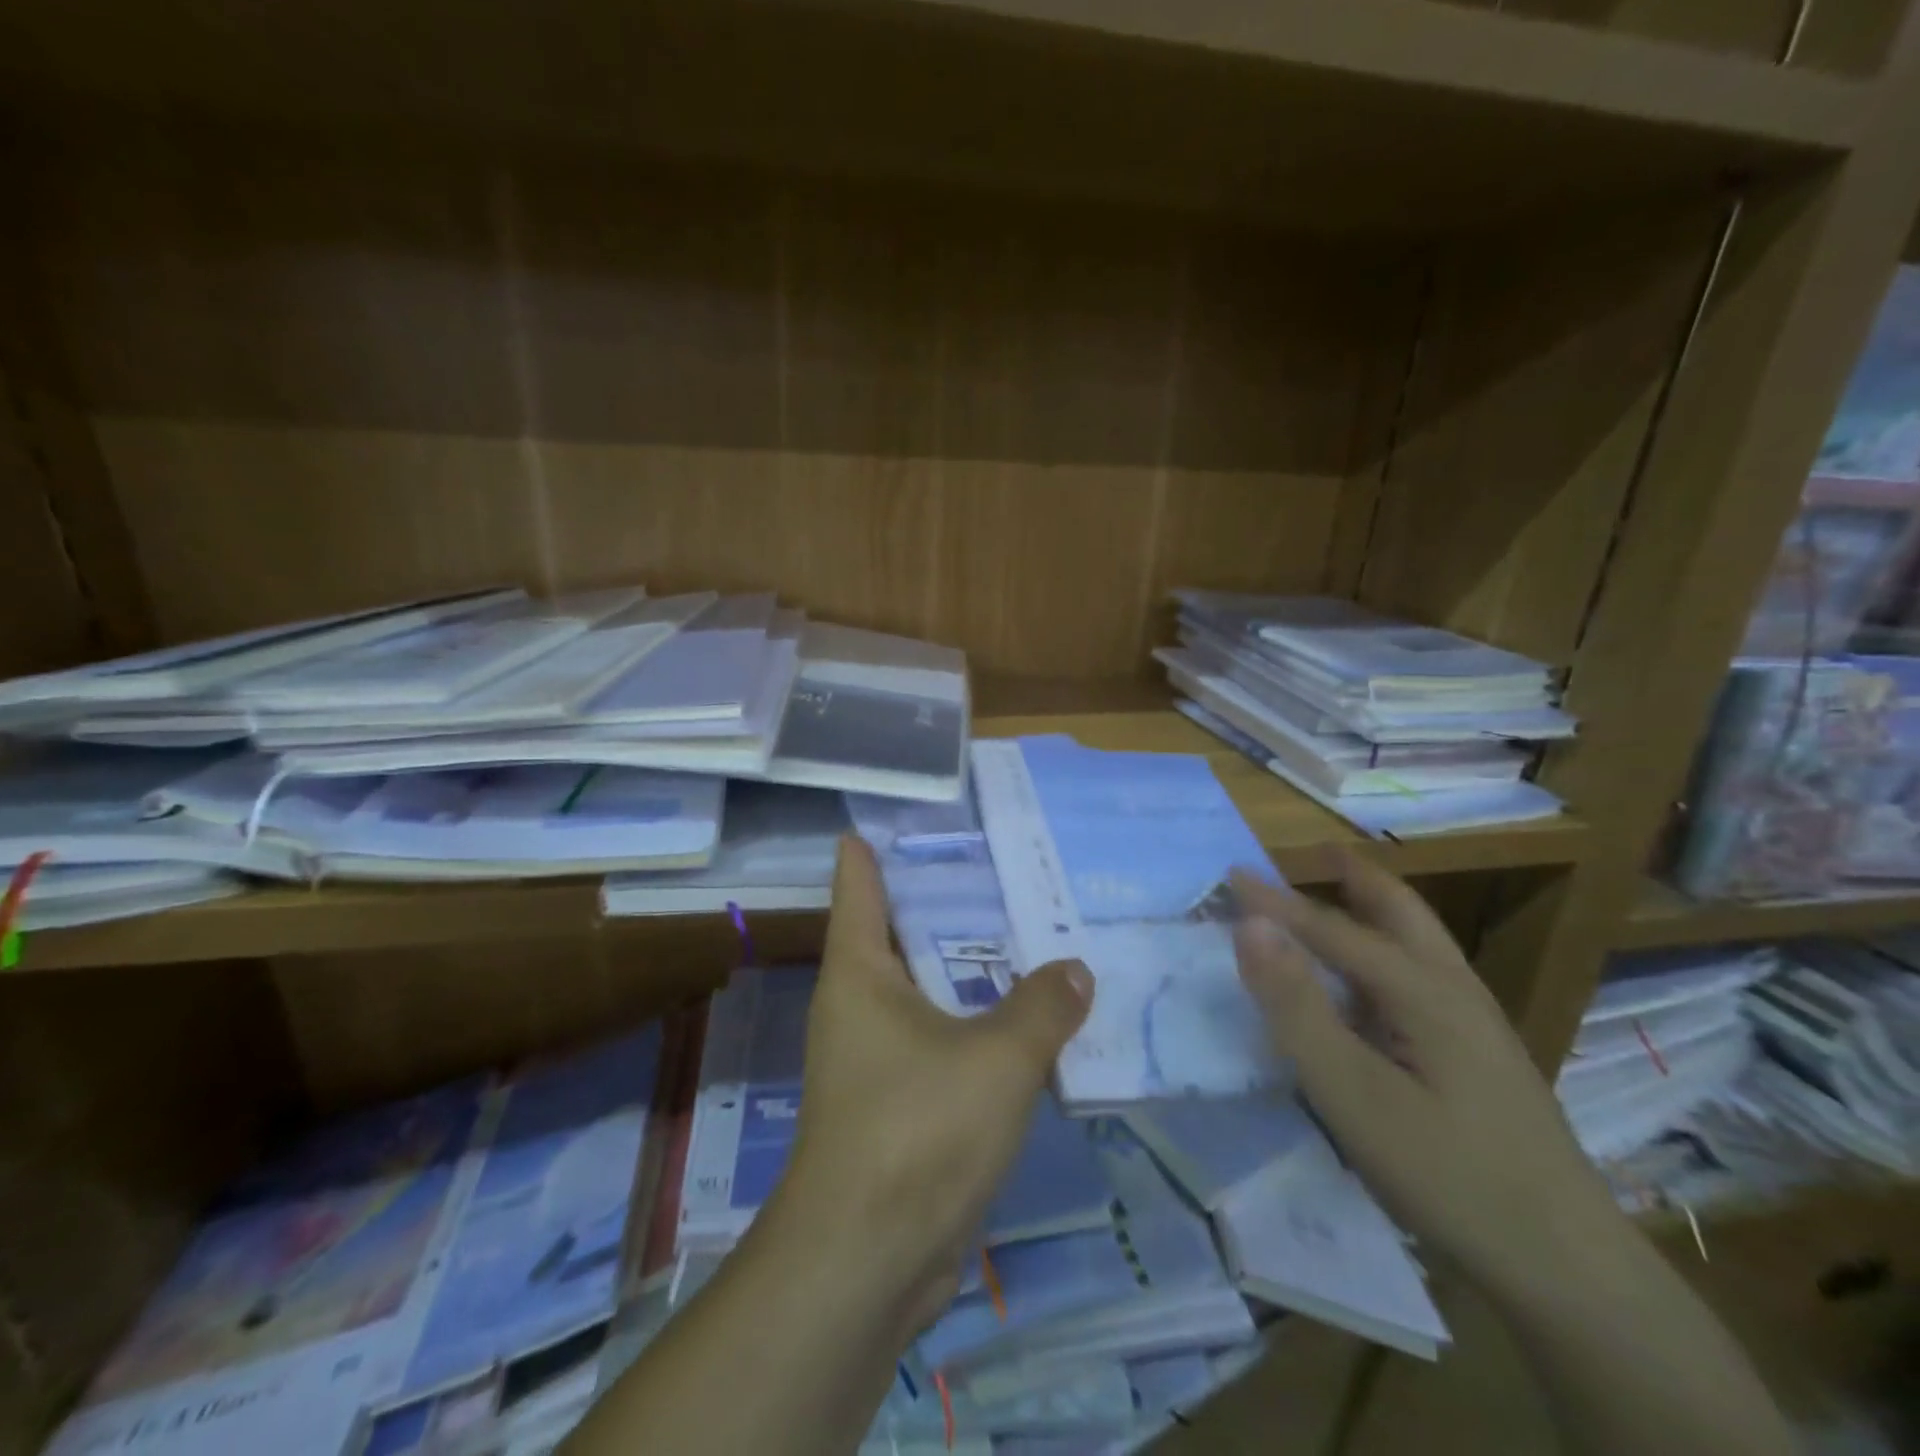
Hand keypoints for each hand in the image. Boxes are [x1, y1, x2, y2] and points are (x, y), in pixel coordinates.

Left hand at [768, 836, 1093, 1332]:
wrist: (866, 1260)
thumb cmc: (918, 1130)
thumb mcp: (998, 1057)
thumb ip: (1043, 1006)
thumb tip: (1074, 969)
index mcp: (860, 972)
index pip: (859, 883)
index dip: (874, 847)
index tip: (907, 815)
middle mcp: (856, 1004)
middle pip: (898, 931)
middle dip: (944, 900)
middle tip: (1000, 864)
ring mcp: (872, 1057)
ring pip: (923, 988)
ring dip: (965, 967)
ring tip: (1023, 932)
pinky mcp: (894, 1102)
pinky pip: (937, 1038)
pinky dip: (972, 1021)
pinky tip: (1020, 1018)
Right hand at [1230, 853, 1623, 1304]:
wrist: (1568, 1266)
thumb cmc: (1447, 1173)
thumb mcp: (1352, 1093)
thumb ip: (1297, 1006)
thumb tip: (1251, 927)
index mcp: (1423, 990)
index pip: (1333, 928)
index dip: (1277, 901)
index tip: (1232, 873)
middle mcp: (1454, 990)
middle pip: (1400, 912)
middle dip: (1353, 878)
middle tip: (1312, 855)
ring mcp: (1476, 1022)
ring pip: (1418, 941)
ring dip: (1373, 909)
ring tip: (1338, 896)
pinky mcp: (1481, 1054)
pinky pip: (1422, 974)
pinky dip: (1385, 948)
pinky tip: (1371, 982)